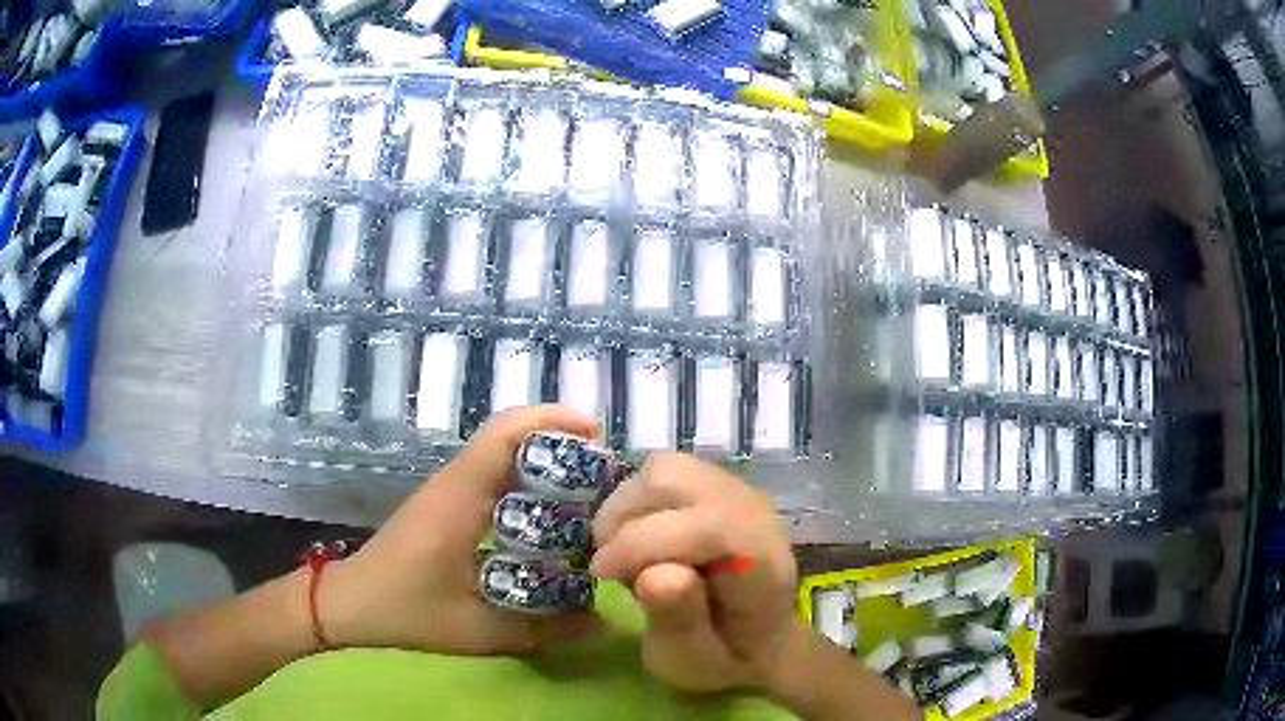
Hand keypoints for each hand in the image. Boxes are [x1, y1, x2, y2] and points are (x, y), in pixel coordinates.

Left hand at [320, 405, 599, 654]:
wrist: (348, 603)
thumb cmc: (404, 610)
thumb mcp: (476, 630)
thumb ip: (541, 631)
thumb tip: (602, 626)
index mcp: (459, 500)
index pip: (504, 435)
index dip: (552, 421)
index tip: (596, 436)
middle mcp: (453, 482)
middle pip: (507, 434)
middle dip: (558, 439)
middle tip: (604, 469)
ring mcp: (446, 490)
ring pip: (499, 451)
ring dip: (543, 457)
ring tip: (587, 487)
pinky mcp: (444, 503)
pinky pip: (490, 473)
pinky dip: (524, 477)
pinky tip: (548, 514)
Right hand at [591, 453, 797, 692]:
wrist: (759, 637)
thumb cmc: (723, 656)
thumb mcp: (694, 662)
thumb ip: (679, 623)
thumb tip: (654, 574)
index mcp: (762, 562)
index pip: (706, 527)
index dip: (641, 543)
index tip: (601, 575)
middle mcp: (754, 512)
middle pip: (676, 480)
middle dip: (623, 519)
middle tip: (609, 565)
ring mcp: (737, 489)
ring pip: (664, 468)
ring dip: (625, 507)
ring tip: (621, 551)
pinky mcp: (716, 482)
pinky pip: (664, 471)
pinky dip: (635, 499)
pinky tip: (636, 536)